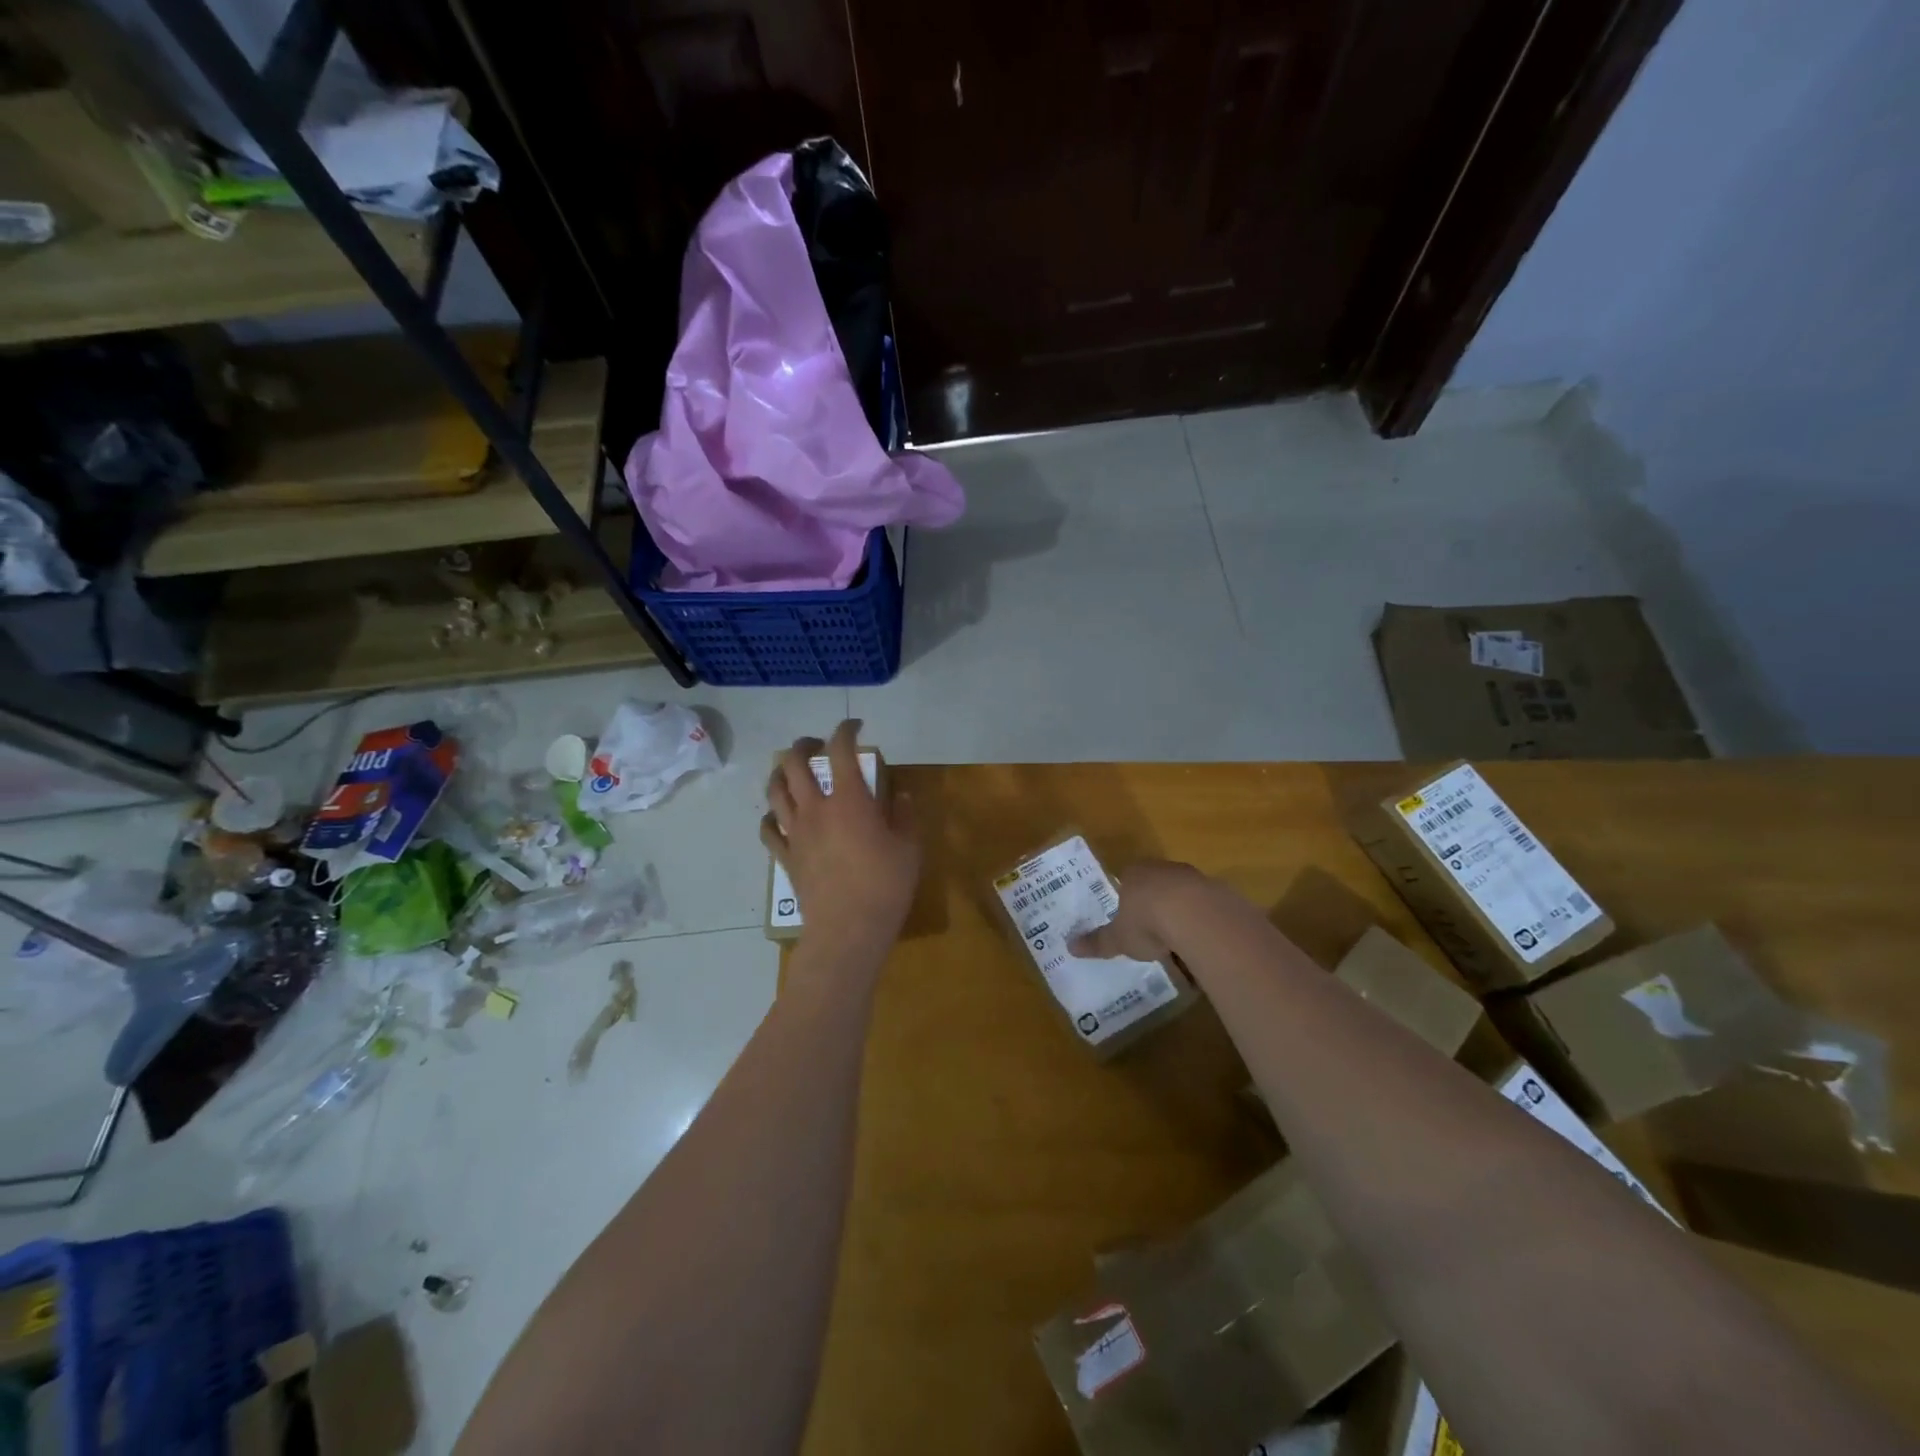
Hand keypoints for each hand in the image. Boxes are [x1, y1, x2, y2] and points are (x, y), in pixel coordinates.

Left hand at [761, 721, 919, 960]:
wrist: (848, 929)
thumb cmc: (885, 885)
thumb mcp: (909, 848)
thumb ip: (904, 816)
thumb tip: (900, 797)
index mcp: (849, 799)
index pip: (840, 750)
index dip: (845, 730)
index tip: (854, 725)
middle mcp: (816, 808)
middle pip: (794, 763)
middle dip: (803, 745)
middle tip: (815, 744)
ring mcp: (796, 833)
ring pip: (775, 791)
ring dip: (780, 773)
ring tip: (789, 771)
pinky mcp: (786, 857)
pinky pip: (768, 830)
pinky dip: (771, 817)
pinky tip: (778, 816)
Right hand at [1067, 859, 1207, 961]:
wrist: (1195, 915)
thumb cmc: (1147, 922)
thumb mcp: (1118, 938)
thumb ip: (1098, 942)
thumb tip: (1069, 947)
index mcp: (1133, 873)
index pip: (1125, 879)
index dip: (1125, 896)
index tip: (1127, 916)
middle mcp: (1161, 868)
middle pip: (1154, 883)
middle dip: (1153, 903)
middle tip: (1151, 929)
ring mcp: (1191, 876)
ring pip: (1181, 892)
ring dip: (1179, 910)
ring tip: (1176, 938)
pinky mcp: (1216, 889)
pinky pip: (1203, 905)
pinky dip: (1200, 919)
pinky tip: (1199, 939)